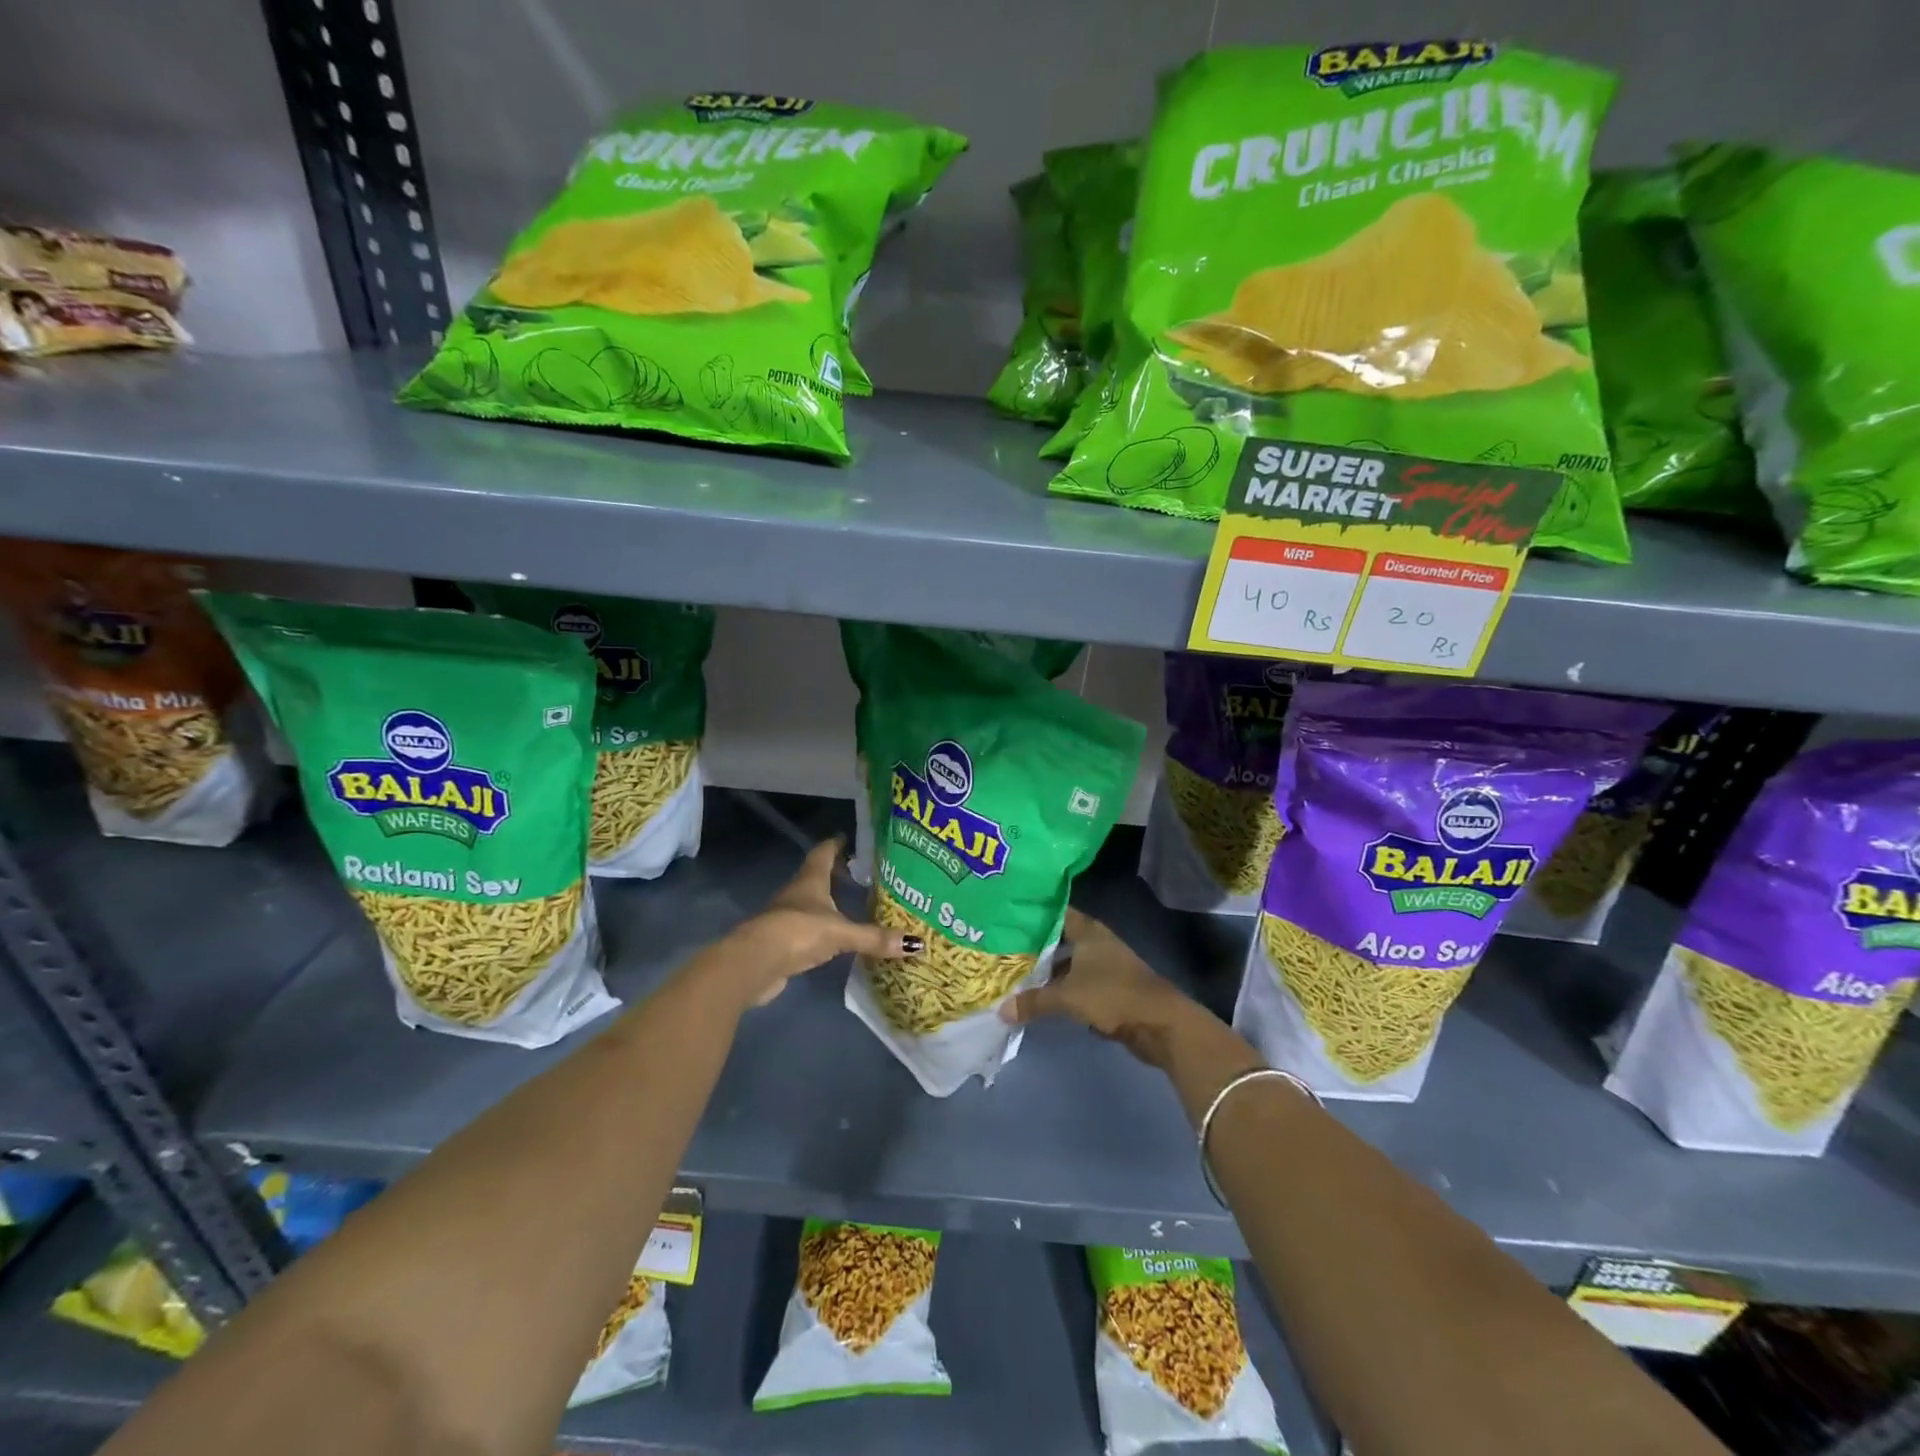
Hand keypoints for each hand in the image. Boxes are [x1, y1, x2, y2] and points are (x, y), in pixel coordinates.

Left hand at [728, 839, 918, 1006]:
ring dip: (829, 901)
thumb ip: (875, 938)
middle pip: (818, 876)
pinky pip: (808, 928)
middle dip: (837, 873)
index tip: (851, 838)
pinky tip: (836, 936)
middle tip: (863, 874)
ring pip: (812, 902)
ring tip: (854, 904)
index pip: (824, 852)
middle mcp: (797, 893)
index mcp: (811, 880)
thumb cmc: (798, 932)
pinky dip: (822, 927)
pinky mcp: (783, 942)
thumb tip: (917, 944)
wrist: (754, 963)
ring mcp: (787, 917)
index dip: (837, 844)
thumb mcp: (841, 933)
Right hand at [999, 908, 1204, 1068]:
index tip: (1007, 917)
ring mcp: (1105, 966)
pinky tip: (1040, 997)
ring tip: (1015, 974)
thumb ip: (1034, 1001)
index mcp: (1088, 931)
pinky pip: (1077, 983)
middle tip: (1002, 949)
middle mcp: (1096, 943)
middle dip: (1034, 946)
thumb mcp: (1067, 997)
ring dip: (1047, 970)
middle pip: (1059, 939)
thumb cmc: (1112, 995)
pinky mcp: (1109, 989)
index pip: (1056, 913)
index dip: (1033, 914)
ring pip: (1068, 963)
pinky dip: (1061, 988)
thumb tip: (1001, 1009)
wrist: (1159, 1023)